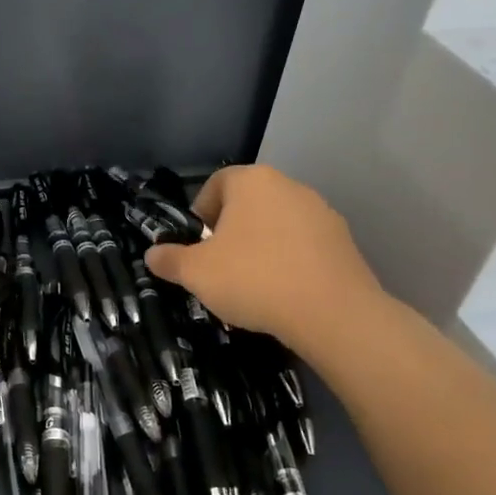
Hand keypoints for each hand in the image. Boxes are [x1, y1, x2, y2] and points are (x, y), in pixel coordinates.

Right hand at [144, 166, 387, 348]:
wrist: (332, 313)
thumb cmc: (254, 279)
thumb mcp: (196, 273)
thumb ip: (170, 260)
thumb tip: (152, 255)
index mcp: (252, 181)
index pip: (216, 184)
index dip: (200, 212)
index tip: (197, 245)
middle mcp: (288, 186)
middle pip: (249, 202)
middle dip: (231, 230)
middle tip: (219, 265)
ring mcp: (321, 212)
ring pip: (278, 223)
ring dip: (262, 245)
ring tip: (253, 282)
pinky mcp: (344, 240)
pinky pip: (304, 244)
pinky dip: (290, 260)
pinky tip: (284, 291)